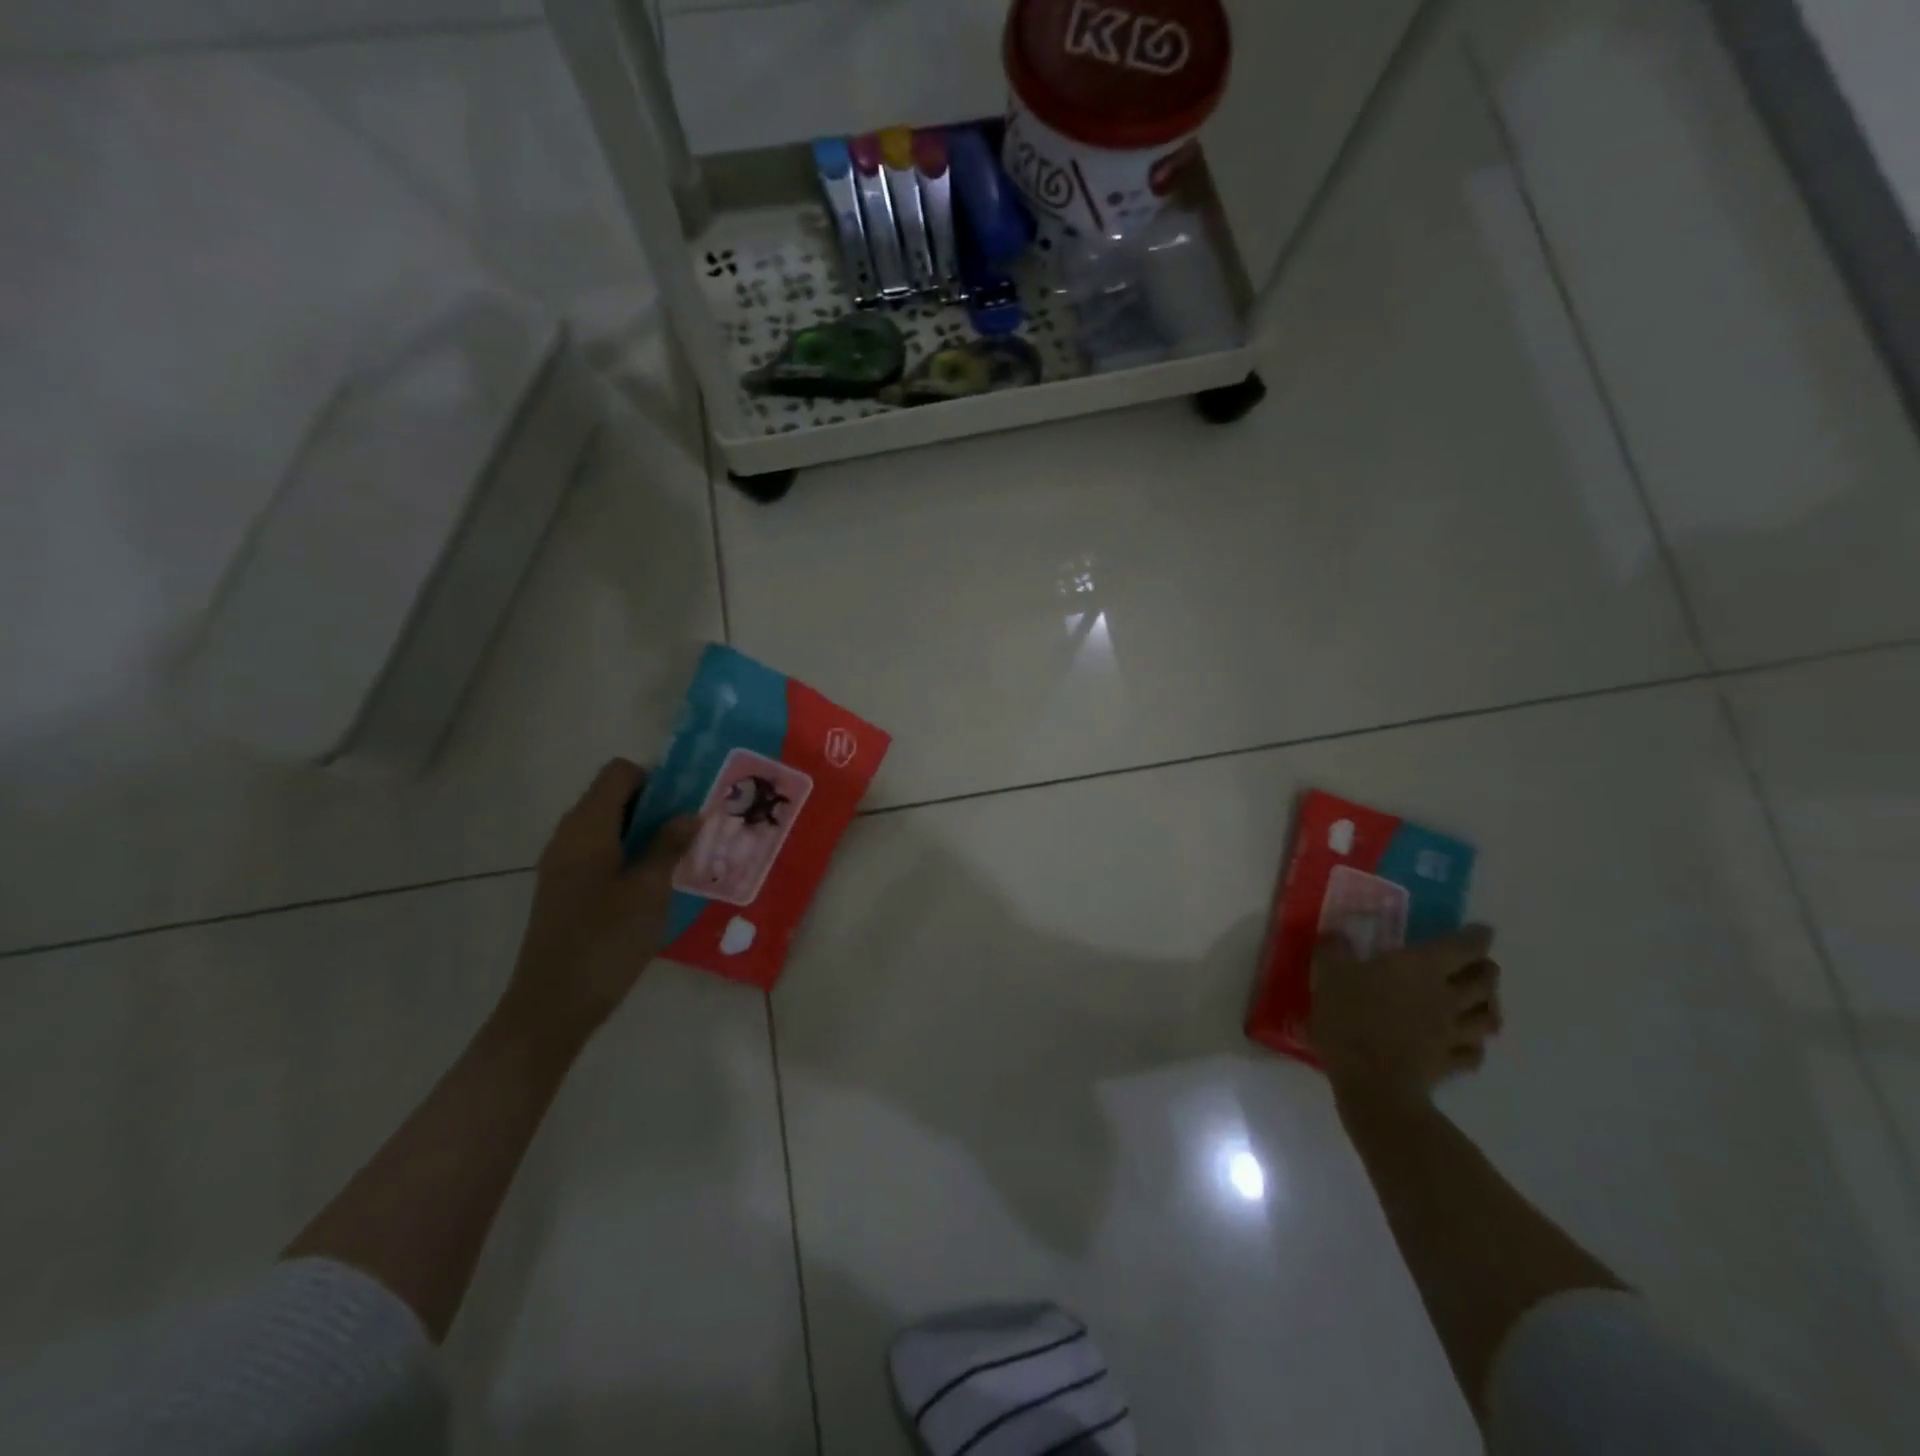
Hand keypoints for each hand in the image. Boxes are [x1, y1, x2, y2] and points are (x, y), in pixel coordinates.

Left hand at [499, 759, 698, 1046]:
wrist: (552, 1006)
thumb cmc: (605, 941)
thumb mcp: (649, 892)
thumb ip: (668, 847)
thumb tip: (690, 814)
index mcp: (587, 828)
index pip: (619, 773)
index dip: (655, 779)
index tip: (686, 804)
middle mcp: (569, 836)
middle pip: (612, 796)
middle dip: (655, 805)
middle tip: (692, 830)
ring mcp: (562, 863)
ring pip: (607, 826)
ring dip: (643, 831)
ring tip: (679, 856)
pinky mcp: (564, 888)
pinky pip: (599, 851)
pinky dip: (627, 853)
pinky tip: (653, 882)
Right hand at [1310, 926, 1502, 1100]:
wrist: (1371, 1080)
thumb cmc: (1351, 1017)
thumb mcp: (1329, 975)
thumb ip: (1334, 952)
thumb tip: (1335, 935)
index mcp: (1421, 967)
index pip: (1462, 947)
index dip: (1476, 937)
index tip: (1482, 931)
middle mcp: (1446, 996)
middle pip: (1484, 982)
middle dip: (1487, 971)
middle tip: (1481, 965)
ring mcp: (1452, 1033)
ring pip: (1486, 1018)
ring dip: (1489, 1007)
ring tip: (1483, 1003)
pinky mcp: (1448, 1063)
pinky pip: (1473, 1053)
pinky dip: (1475, 1046)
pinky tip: (1468, 1045)